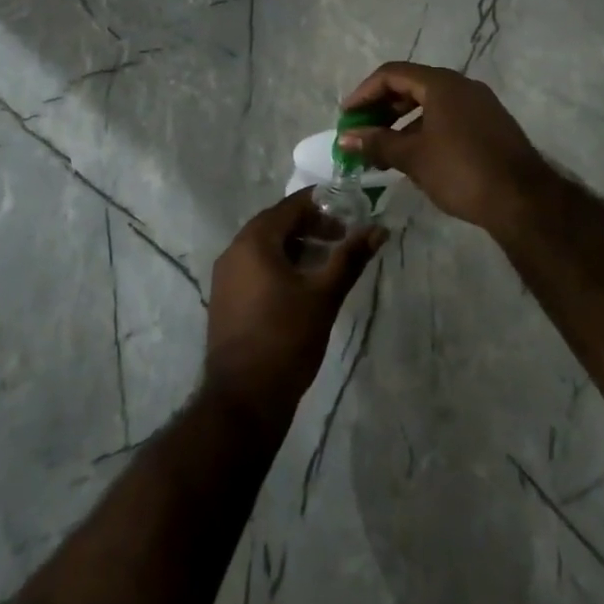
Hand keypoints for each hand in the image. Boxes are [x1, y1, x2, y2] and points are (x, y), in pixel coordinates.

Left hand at [204, 193, 385, 424]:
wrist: (243, 399)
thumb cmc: (286, 338)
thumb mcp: (324, 295)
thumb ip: (350, 258)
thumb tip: (378, 229)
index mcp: (254, 241)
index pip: (290, 206)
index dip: (322, 204)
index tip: (349, 211)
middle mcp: (234, 250)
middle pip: (276, 224)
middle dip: (310, 226)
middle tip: (341, 237)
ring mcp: (225, 276)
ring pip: (265, 247)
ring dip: (296, 246)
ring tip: (326, 261)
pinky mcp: (225, 299)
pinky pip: (255, 267)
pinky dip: (279, 265)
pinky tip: (301, 286)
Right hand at [339, 62, 552, 237]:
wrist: (523, 201)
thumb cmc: (461, 171)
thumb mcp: (413, 157)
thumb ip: (377, 142)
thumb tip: (345, 137)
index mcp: (442, 84)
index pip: (392, 74)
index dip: (364, 92)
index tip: (346, 116)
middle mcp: (462, 86)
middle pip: (411, 85)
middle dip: (382, 107)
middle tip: (362, 131)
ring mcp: (480, 105)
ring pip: (431, 103)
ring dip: (402, 121)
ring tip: (384, 148)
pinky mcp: (491, 125)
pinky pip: (448, 117)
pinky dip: (425, 128)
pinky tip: (415, 155)